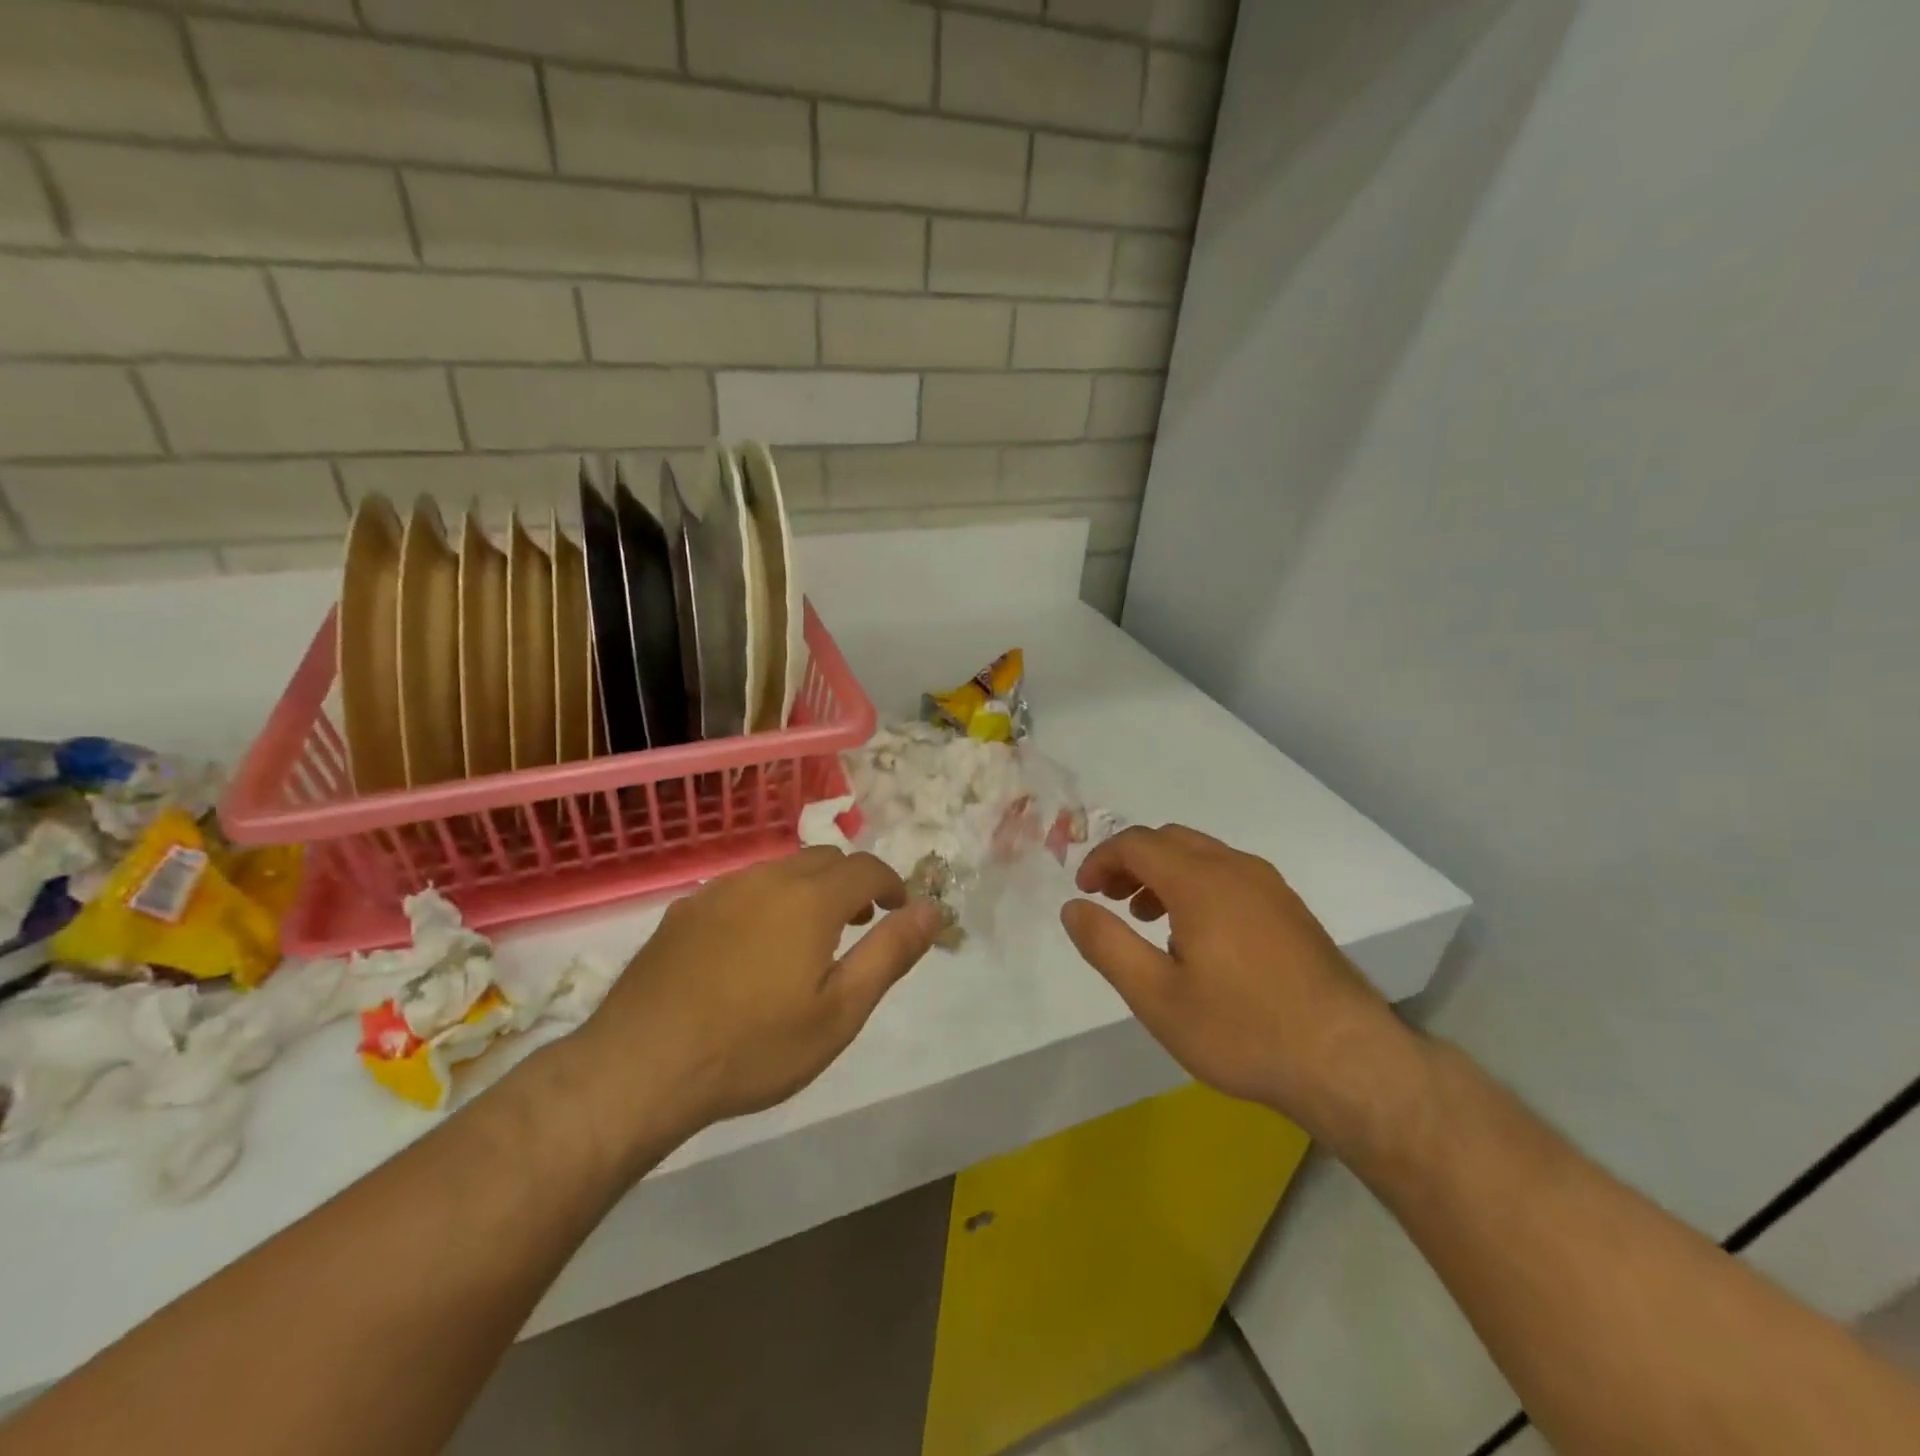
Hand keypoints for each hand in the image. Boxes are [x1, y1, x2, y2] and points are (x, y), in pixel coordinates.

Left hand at [572, 848, 942, 1159]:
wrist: (641, 1066)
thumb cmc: (754, 1046)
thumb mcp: (840, 1012)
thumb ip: (890, 953)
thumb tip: (932, 909)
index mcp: (810, 899)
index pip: (866, 868)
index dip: (891, 884)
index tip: (899, 909)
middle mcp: (766, 879)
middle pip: (824, 859)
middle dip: (851, 883)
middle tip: (857, 925)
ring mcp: (719, 891)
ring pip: (780, 870)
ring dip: (808, 890)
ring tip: (806, 938)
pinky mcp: (684, 910)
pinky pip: (741, 888)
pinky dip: (765, 901)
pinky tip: (750, 948)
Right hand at [1061, 825, 1412, 1139]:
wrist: (1347, 1061)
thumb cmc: (1242, 1030)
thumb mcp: (1156, 996)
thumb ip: (1107, 945)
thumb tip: (1073, 906)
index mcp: (1199, 881)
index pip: (1136, 843)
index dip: (1101, 859)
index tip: (1084, 892)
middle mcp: (1235, 868)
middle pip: (1169, 840)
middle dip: (1130, 861)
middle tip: (1109, 900)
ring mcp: (1269, 886)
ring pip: (1202, 855)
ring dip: (1164, 872)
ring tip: (1147, 918)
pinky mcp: (1290, 908)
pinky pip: (1230, 874)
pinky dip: (1196, 884)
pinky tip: (1197, 935)